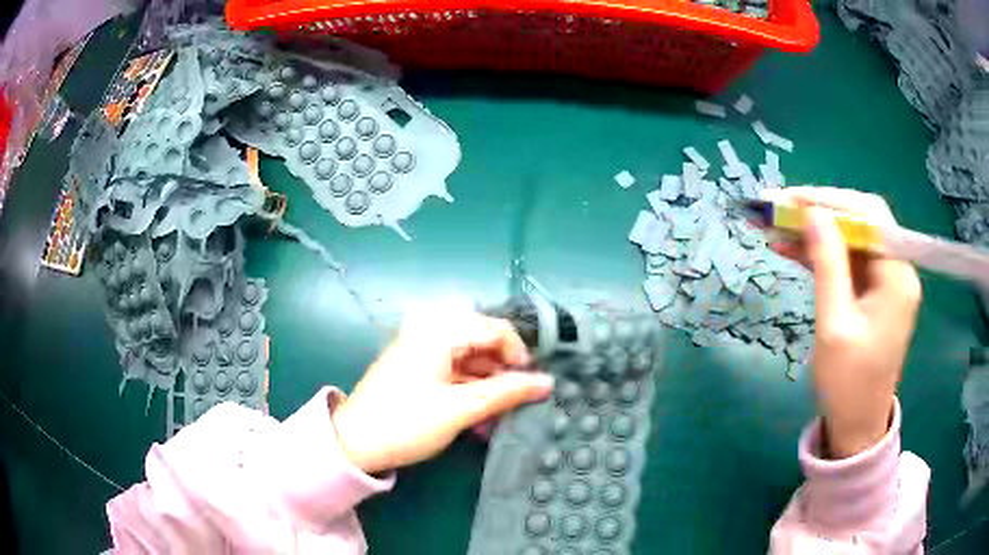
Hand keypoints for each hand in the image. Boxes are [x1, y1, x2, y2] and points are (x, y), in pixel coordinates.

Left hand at [332, 304, 554, 473]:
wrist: (354, 443)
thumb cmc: (407, 422)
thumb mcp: (461, 409)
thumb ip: (506, 393)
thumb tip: (547, 382)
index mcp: (439, 330)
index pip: (495, 329)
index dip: (519, 356)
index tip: (531, 385)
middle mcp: (430, 330)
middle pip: (483, 342)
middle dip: (503, 372)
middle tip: (515, 402)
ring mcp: (421, 348)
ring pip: (470, 358)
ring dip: (488, 383)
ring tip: (497, 415)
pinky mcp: (417, 366)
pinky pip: (454, 369)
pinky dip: (470, 388)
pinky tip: (478, 414)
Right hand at [770, 187, 921, 458]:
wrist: (857, 426)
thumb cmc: (848, 384)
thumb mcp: (835, 325)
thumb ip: (828, 264)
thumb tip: (812, 213)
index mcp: (898, 276)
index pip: (869, 215)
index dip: (831, 200)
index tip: (792, 199)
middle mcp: (898, 270)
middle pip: (861, 223)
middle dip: (821, 213)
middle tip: (780, 211)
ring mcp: (887, 282)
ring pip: (851, 241)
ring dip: (817, 233)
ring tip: (778, 229)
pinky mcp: (875, 294)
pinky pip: (849, 262)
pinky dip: (823, 254)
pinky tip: (794, 251)